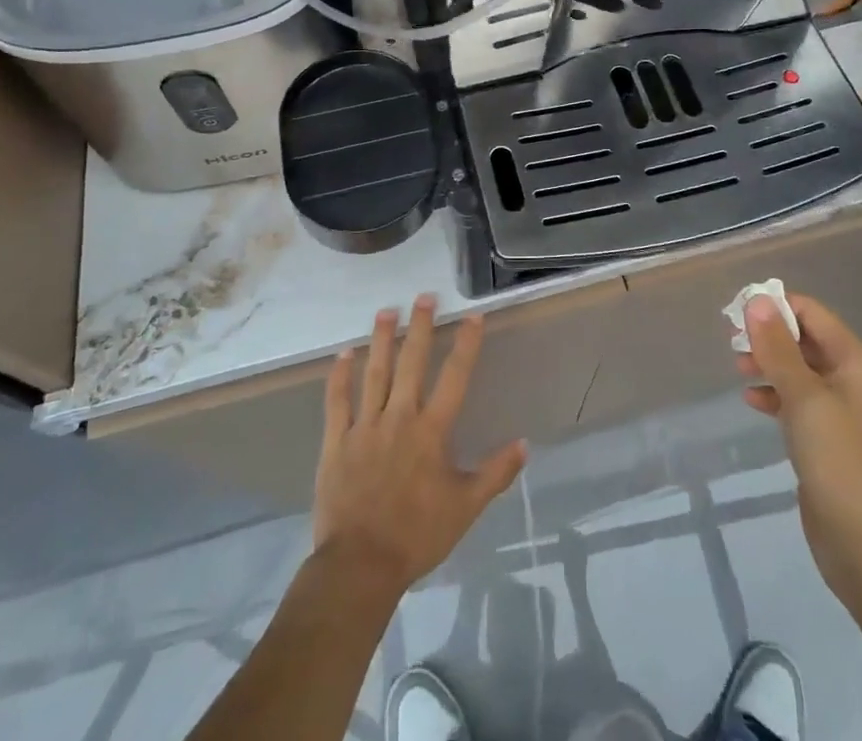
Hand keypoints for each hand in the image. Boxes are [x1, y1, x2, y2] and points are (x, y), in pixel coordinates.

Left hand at [313, 296, 527, 593]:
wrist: (360, 565)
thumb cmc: (417, 535)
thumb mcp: (466, 507)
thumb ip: (495, 473)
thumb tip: (525, 444)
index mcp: (432, 431)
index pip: (455, 377)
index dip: (466, 345)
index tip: (473, 316)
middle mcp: (400, 418)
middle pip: (412, 363)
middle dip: (420, 327)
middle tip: (424, 296)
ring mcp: (365, 426)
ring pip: (375, 373)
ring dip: (381, 339)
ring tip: (386, 311)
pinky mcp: (337, 441)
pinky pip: (338, 401)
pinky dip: (340, 376)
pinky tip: (344, 354)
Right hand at [737, 293, 861, 612]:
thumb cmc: (842, 464)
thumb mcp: (805, 399)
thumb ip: (778, 348)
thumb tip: (757, 300)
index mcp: (857, 362)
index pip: (812, 313)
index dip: (775, 307)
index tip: (736, 315)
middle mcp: (852, 380)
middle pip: (805, 339)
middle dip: (768, 336)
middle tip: (732, 343)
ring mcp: (841, 412)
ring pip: (798, 370)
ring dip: (768, 364)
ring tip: (738, 369)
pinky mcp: (828, 441)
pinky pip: (797, 402)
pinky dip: (774, 395)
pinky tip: (751, 401)